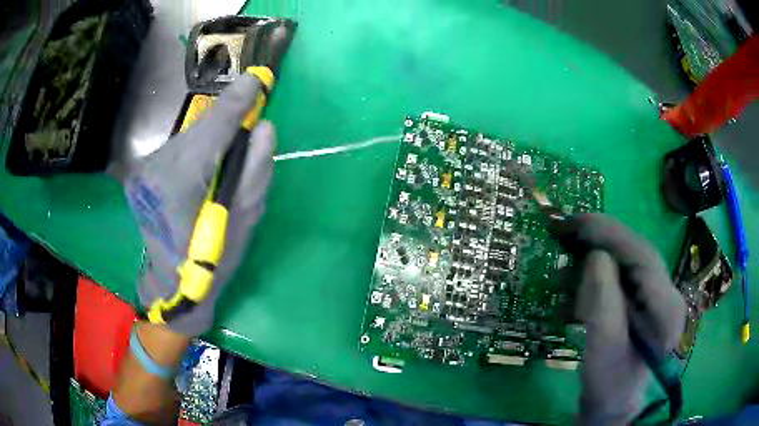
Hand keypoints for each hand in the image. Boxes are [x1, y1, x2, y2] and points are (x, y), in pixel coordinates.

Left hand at [124, 74, 274, 336]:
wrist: (169, 283)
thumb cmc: (210, 263)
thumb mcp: (242, 224)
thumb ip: (254, 173)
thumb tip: (264, 128)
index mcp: (180, 184)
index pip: (212, 130)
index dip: (237, 102)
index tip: (259, 79)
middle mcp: (156, 168)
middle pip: (199, 129)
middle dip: (226, 121)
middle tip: (249, 120)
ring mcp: (144, 169)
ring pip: (188, 137)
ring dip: (211, 137)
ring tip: (224, 155)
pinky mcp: (141, 170)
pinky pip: (178, 148)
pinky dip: (196, 149)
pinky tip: (202, 167)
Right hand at [552, 214, 685, 424]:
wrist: (613, 404)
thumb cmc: (609, 385)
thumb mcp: (603, 350)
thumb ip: (603, 304)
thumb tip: (595, 257)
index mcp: (666, 307)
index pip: (643, 256)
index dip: (611, 234)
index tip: (575, 223)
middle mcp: (667, 293)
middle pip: (637, 252)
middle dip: (602, 237)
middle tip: (566, 229)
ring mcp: (657, 296)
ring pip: (628, 260)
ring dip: (598, 251)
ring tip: (568, 251)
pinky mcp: (644, 300)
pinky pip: (623, 273)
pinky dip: (599, 269)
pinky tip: (579, 276)